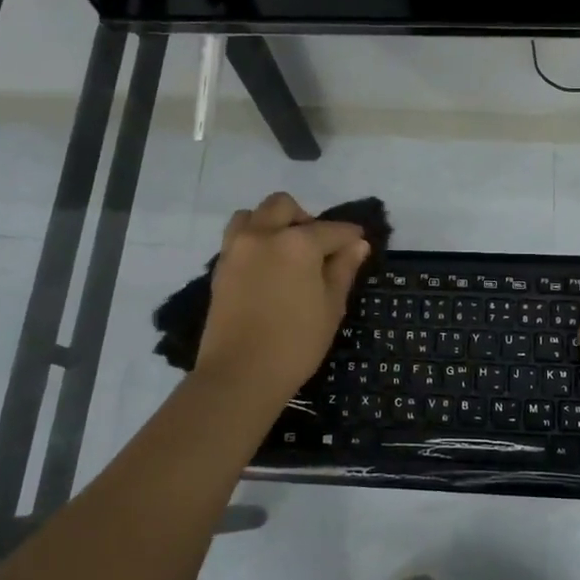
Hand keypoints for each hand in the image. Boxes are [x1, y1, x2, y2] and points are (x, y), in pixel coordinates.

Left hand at [197, 192, 369, 407]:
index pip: (332, 230)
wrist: (240, 374)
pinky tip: (268, 267)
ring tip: (286, 252)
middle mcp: (263, 234)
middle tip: (318, 248)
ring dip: (272, 222)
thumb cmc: (296, 343)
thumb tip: (357, 245)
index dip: (350, 236)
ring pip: (253, 214)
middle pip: (284, 206)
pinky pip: (238, 236)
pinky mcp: (220, 266)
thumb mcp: (331, 307)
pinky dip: (254, 239)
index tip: (359, 243)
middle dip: (305, 218)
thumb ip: (343, 270)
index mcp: (297, 242)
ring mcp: (236, 248)